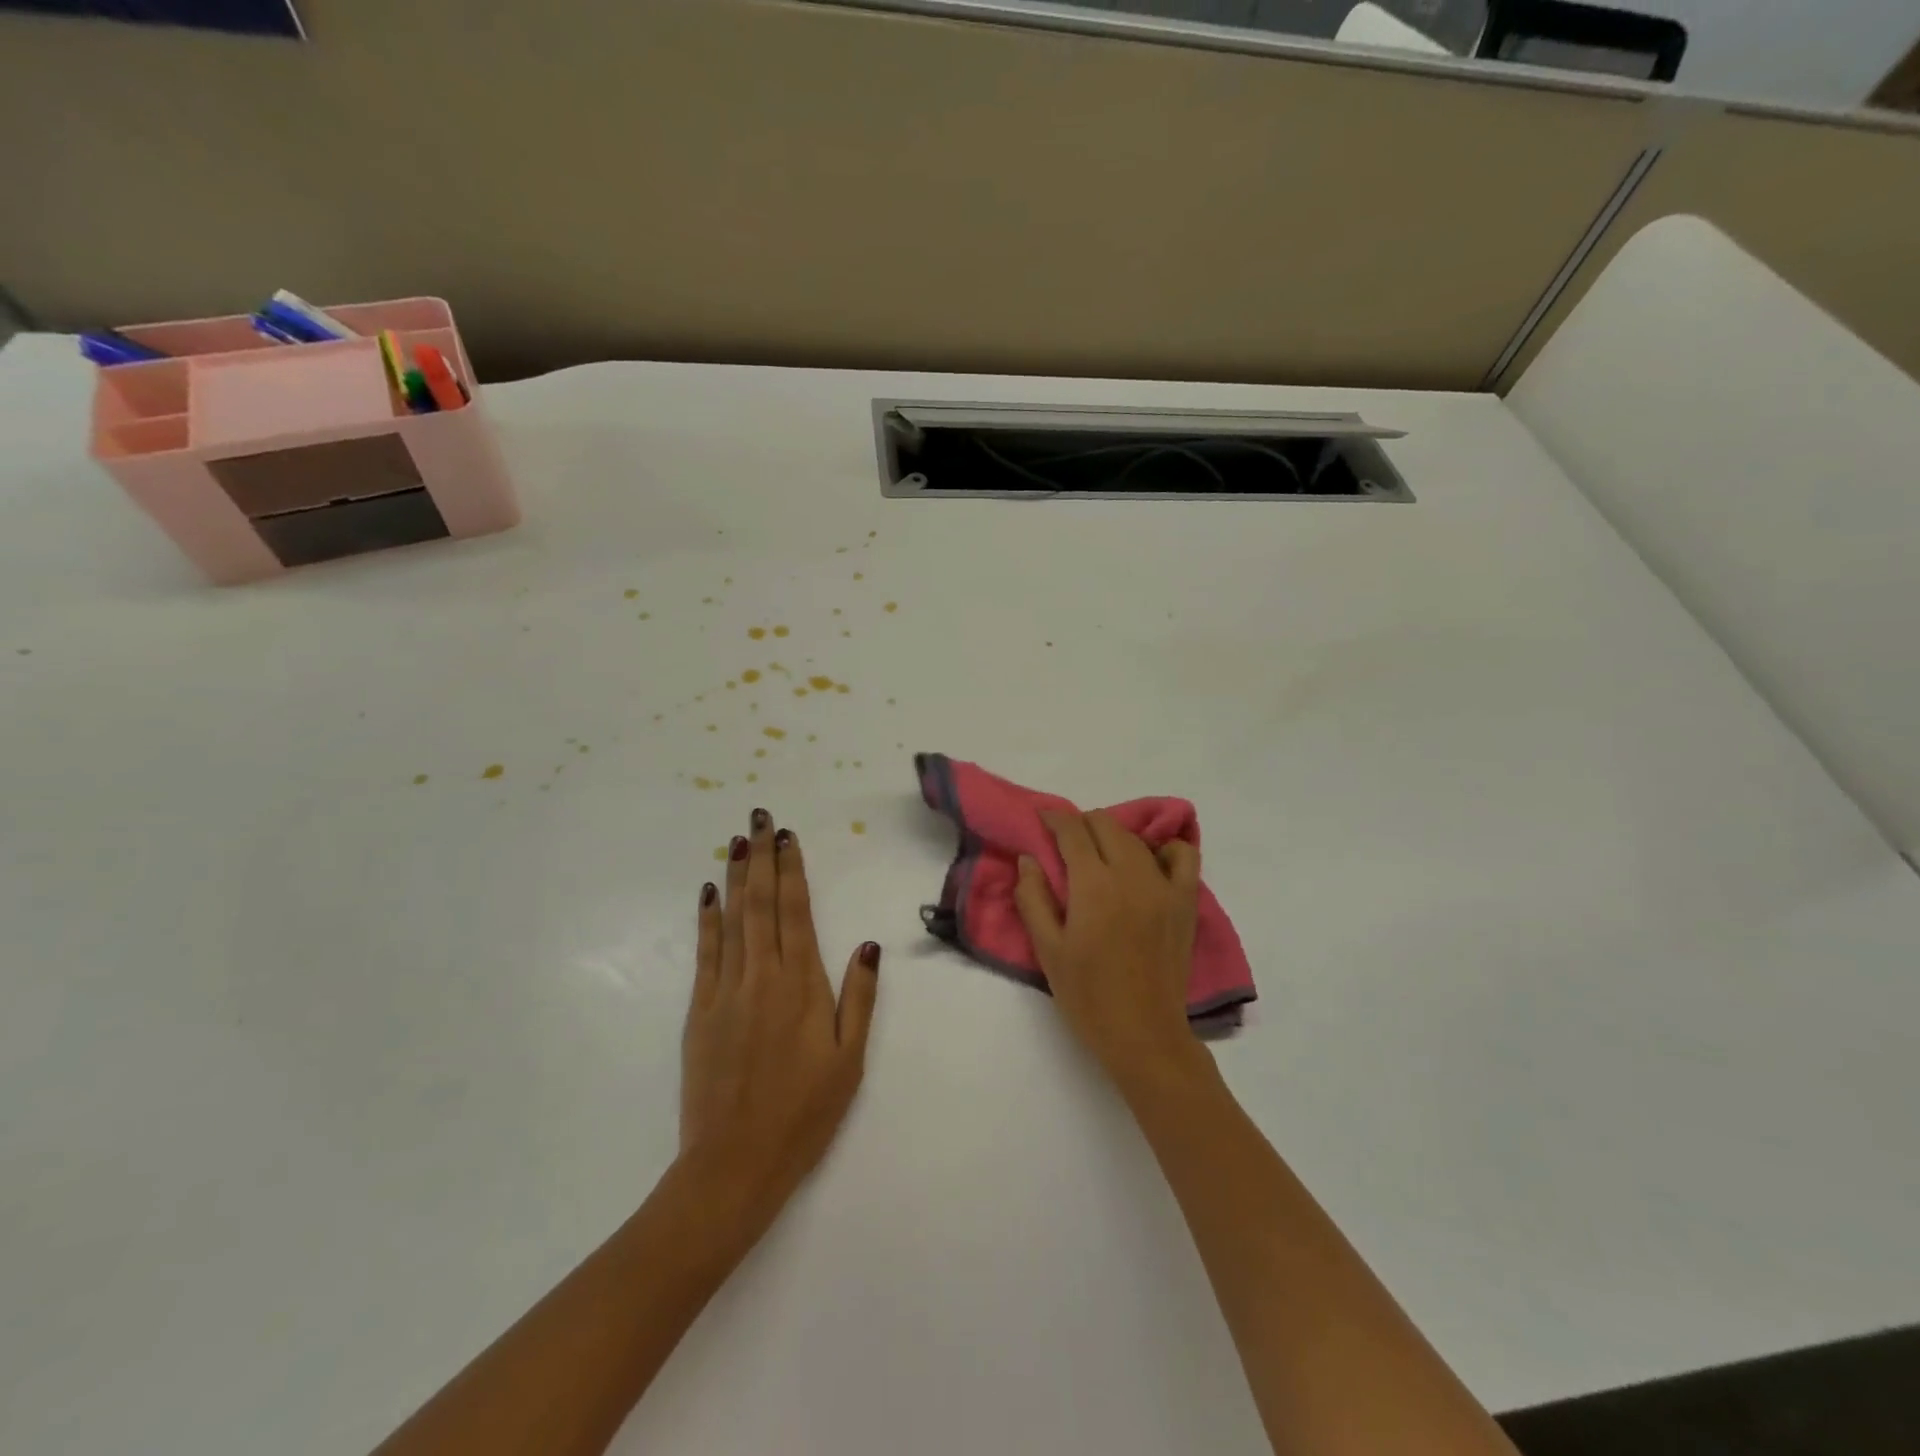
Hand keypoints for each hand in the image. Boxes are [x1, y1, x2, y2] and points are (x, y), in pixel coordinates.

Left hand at [681, 809, 879, 1227]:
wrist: (734, 1164)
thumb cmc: (803, 1114)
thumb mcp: (849, 1060)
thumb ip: (858, 998)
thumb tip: (867, 945)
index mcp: (802, 985)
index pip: (797, 912)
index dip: (792, 870)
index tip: (788, 837)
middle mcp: (763, 975)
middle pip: (763, 904)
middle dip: (762, 858)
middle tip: (759, 819)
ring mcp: (726, 990)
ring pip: (733, 919)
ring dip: (737, 877)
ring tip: (737, 841)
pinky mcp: (699, 1010)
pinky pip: (705, 952)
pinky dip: (708, 918)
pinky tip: (710, 893)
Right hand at [1014, 810, 1205, 1092]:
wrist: (1143, 1035)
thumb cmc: (1087, 996)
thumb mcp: (1047, 950)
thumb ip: (1033, 898)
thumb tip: (1028, 858)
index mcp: (1093, 885)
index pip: (1072, 831)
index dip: (1054, 819)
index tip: (1042, 818)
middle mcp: (1131, 874)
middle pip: (1105, 825)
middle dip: (1081, 824)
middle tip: (1066, 843)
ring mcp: (1164, 886)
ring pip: (1137, 838)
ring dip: (1113, 835)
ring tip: (1100, 854)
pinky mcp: (1185, 902)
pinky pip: (1183, 856)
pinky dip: (1165, 849)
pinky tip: (1149, 863)